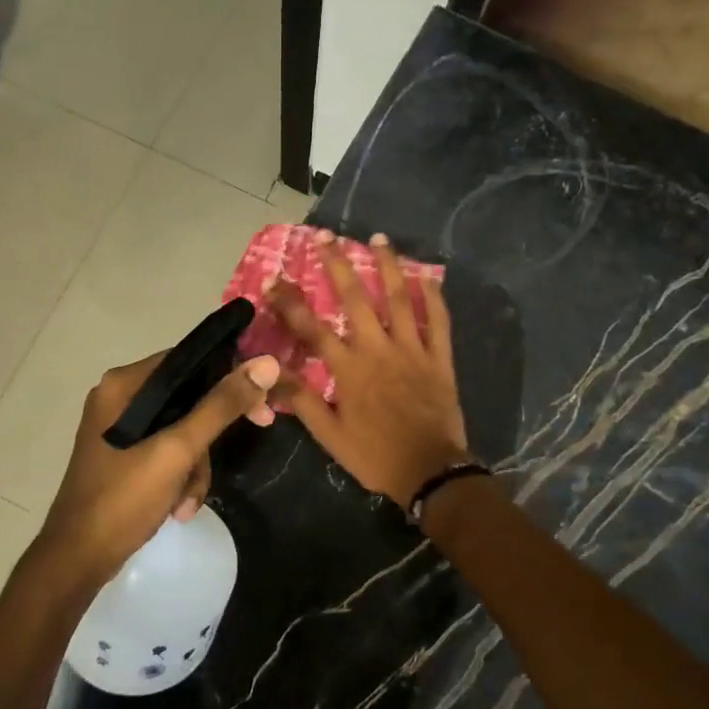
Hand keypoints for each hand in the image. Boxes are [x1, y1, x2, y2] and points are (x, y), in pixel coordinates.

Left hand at [34, 351, 279, 584]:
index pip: (189, 361)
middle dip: (210, 437)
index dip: (230, 378)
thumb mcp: (177, 451)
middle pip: (189, 398)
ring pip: (183, 431)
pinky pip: (168, 453)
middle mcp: (120, 398)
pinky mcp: (124, 456)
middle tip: (255, 435)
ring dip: (195, 468)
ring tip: (187, 502)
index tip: (262, 405)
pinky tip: (177, 509)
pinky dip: (179, 478)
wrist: (77, 560)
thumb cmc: (123, 499)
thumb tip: (266, 363)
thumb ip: (220, 406)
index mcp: (124, 385)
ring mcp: (121, 429)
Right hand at [269, 233, 471, 509]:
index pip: (311, 328)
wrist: (430, 471)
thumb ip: (301, 399)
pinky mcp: (439, 358)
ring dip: (387, 266)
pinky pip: (439, 321)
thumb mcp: (329, 434)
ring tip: (378, 238)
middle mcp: (378, 349)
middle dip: (338, 265)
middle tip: (326, 237)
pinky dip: (434, 296)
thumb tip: (269, 371)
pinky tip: (427, 275)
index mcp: (348, 369)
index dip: (290, 303)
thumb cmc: (375, 455)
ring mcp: (412, 350)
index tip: (274, 279)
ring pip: (399, 299)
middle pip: (355, 299)